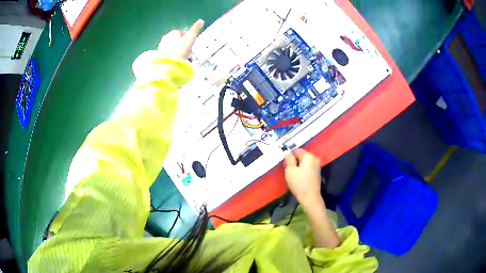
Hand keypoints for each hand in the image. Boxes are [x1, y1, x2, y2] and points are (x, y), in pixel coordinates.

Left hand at [157, 19, 204, 58]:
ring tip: (181, 56)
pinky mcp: (159, 55)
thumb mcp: (190, 39)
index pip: (181, 32)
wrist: (168, 64)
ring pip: (170, 46)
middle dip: (180, 43)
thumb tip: (201, 21)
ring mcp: (161, 47)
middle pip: (175, 39)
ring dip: (175, 50)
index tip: (190, 43)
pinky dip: (171, 55)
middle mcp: (165, 38)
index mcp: (172, 33)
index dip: (186, 37)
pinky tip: (175, 60)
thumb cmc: (180, 50)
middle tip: (186, 50)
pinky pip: (167, 53)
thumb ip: (195, 29)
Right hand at [284, 149, 322, 206]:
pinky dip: (303, 170)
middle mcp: (315, 158)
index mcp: (309, 156)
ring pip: (305, 162)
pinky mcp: (317, 173)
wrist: (310, 197)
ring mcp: (317, 166)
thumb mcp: (290, 170)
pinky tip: (299, 177)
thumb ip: (289, 159)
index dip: (289, 156)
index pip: (297, 150)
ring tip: (293, 175)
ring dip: (298, 166)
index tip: (285, 165)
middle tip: (288, 170)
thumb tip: (288, 153)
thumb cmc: (299, 183)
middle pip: (302, 156)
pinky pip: (308, 167)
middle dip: (294, 161)